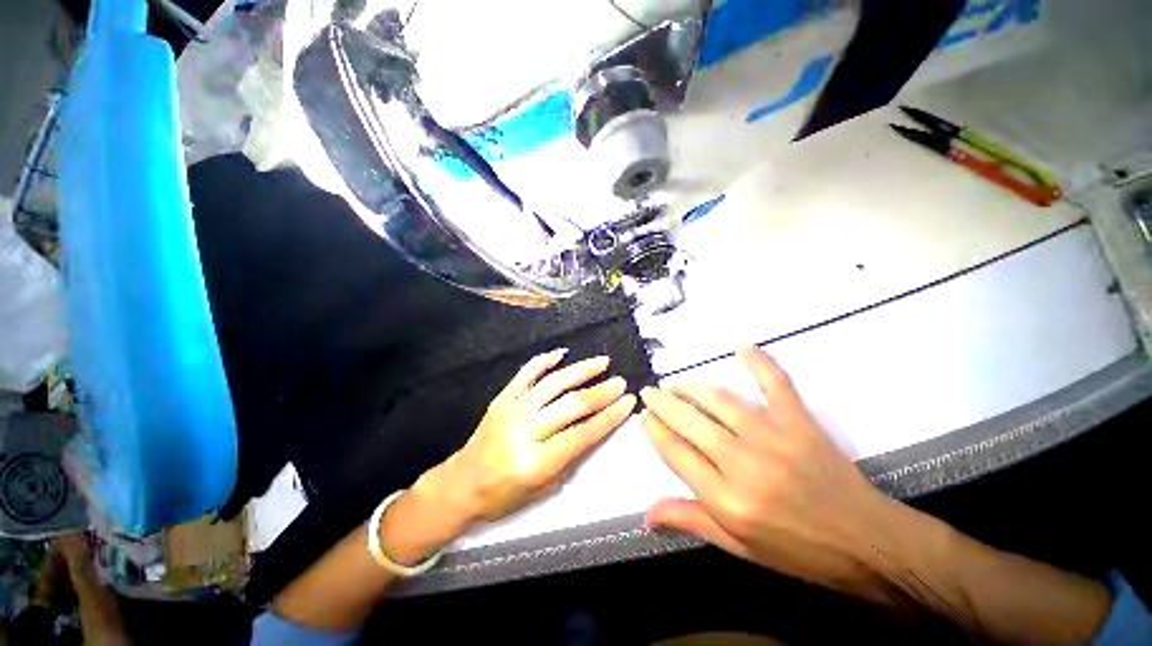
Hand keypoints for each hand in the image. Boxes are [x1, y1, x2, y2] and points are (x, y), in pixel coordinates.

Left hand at [437, 348, 636, 523]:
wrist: (459, 486)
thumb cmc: (502, 496)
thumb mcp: (543, 490)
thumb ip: (571, 457)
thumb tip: (596, 427)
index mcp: (535, 462)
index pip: (582, 433)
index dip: (609, 416)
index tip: (628, 402)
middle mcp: (524, 431)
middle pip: (571, 405)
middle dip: (601, 392)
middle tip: (620, 382)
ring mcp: (511, 410)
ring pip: (553, 383)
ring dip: (581, 370)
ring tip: (602, 362)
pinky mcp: (501, 398)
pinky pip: (525, 373)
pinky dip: (544, 360)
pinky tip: (562, 353)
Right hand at [640, 347, 903, 596]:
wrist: (864, 543)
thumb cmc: (795, 550)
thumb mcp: (738, 547)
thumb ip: (690, 521)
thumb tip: (647, 513)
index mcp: (726, 499)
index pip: (676, 453)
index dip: (655, 431)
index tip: (645, 419)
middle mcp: (744, 464)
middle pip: (690, 422)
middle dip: (663, 404)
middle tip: (651, 393)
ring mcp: (774, 438)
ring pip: (720, 401)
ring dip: (691, 388)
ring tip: (676, 385)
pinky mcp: (799, 423)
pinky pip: (776, 384)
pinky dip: (760, 363)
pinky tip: (743, 348)